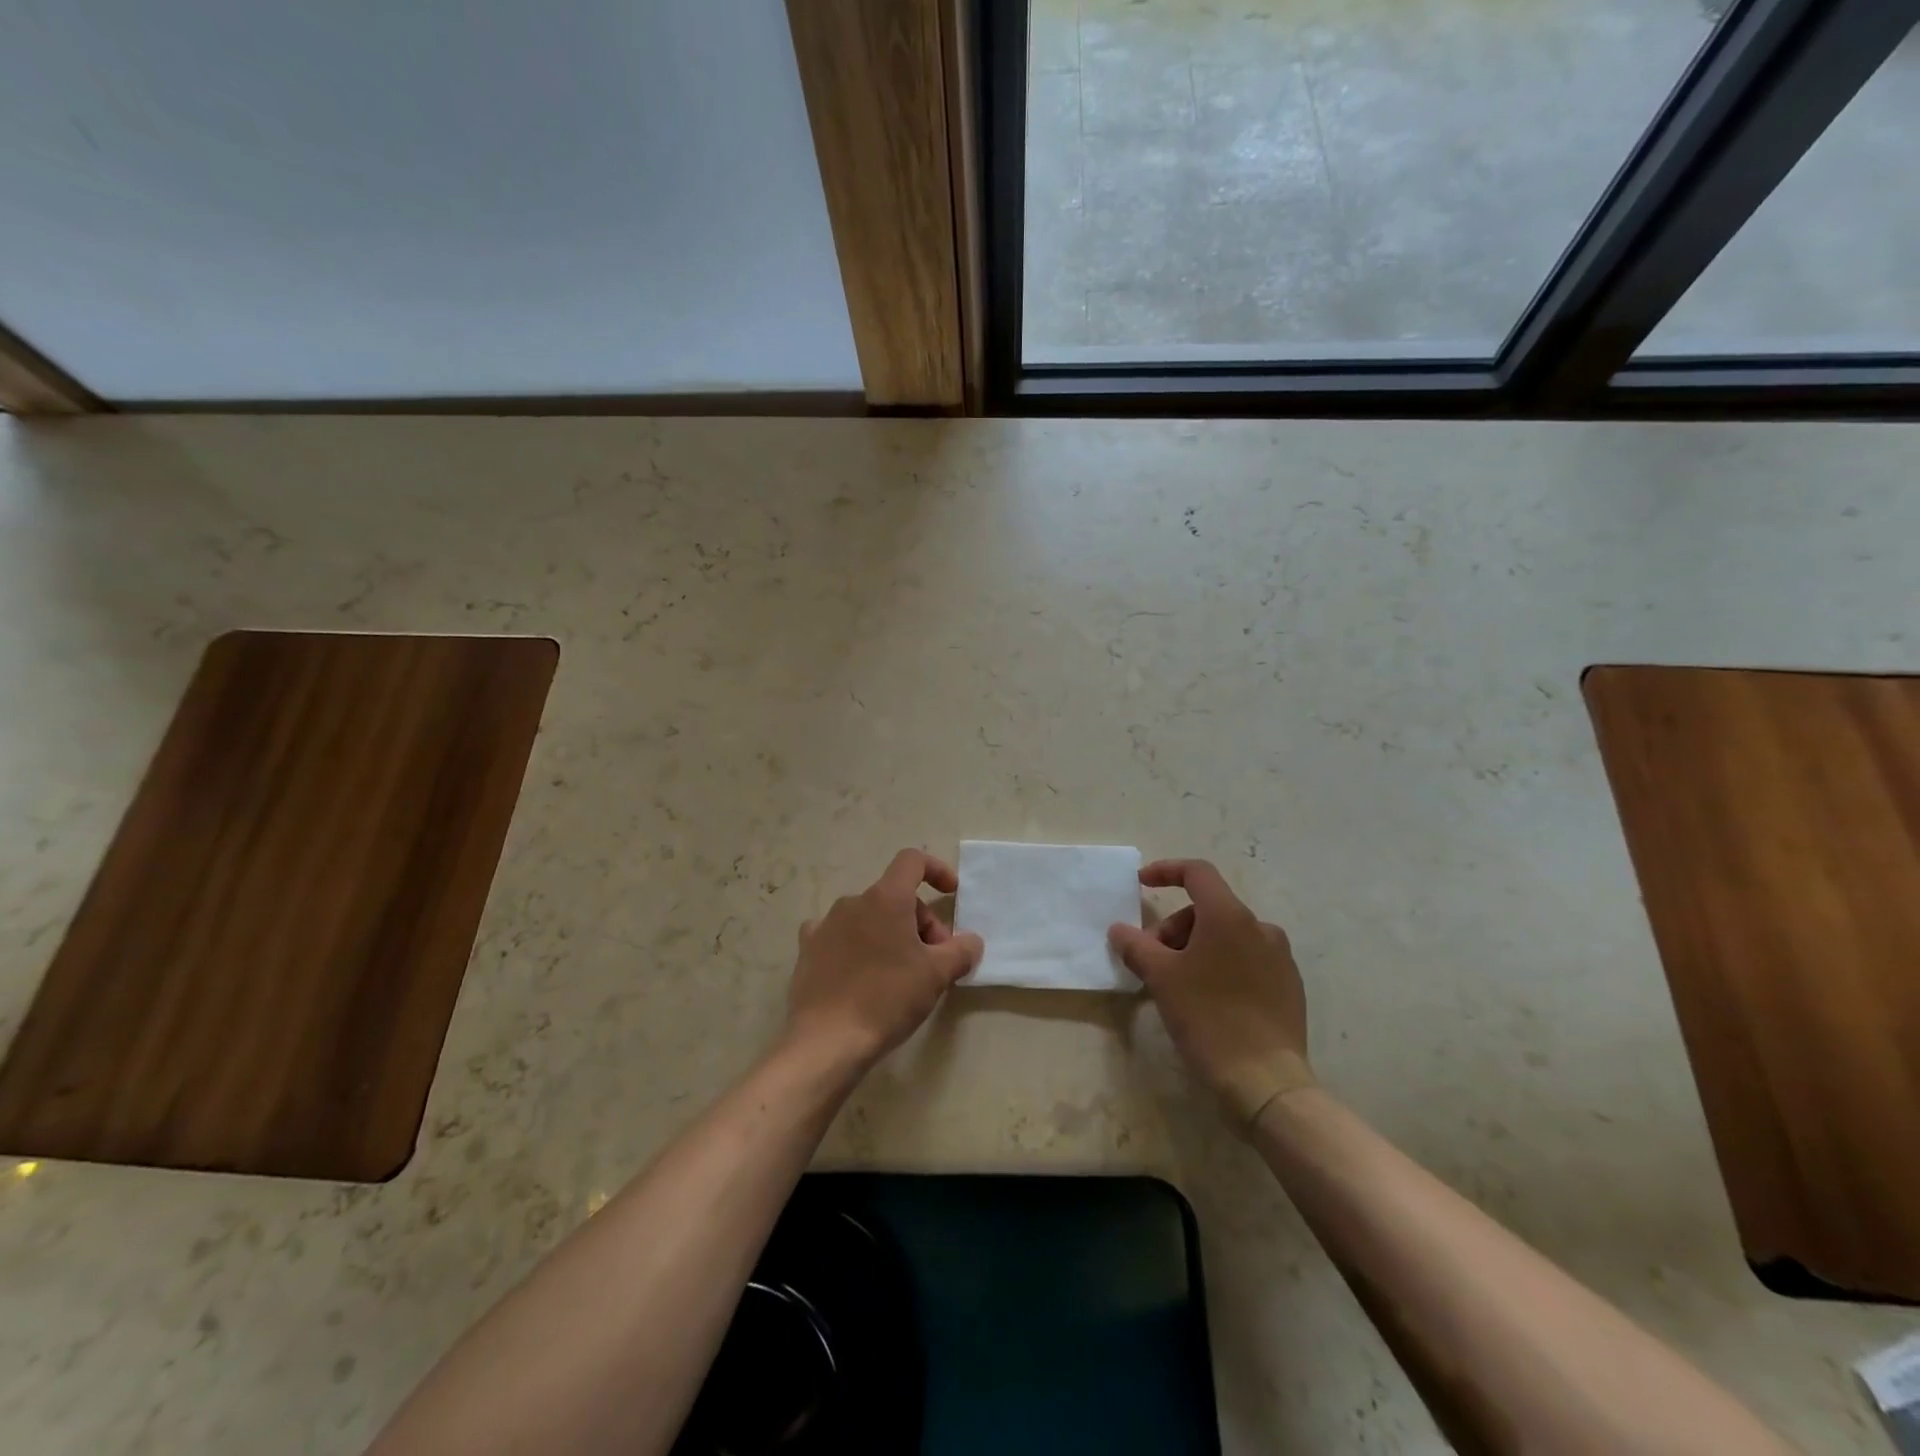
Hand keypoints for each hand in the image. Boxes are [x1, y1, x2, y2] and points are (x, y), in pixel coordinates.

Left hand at [785, 850, 984, 1071]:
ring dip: (890, 933)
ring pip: (869, 916)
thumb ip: (961, 951)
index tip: (951, 893)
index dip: (936, 870)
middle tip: (933, 961)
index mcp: (886, 898)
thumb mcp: (936, 976)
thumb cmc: (887, 999)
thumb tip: (971, 942)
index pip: (912, 861)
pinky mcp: (808, 949)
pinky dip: (857, 944)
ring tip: (900, 972)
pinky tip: (861, 971)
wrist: (827, 1040)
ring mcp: (826, 924)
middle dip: (920, 921)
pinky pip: (839, 934)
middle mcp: (853, 902)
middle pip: (895, 896)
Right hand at [1109, 858, 1312, 1125]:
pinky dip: (1222, 965)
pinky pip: (1248, 959)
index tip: (1142, 883)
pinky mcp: (1289, 985)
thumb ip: (1136, 946)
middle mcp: (1260, 927)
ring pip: (1228, 935)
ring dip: (1197, 947)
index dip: (1166, 871)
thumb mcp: (1161, 978)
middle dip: (1176, 927)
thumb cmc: (1207, 1018)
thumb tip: (1119, 930)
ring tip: (1180, 985)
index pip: (1197, 872)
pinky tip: (1210, 1000)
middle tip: (1155, 960)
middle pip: (1209, 909)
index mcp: (1229, 916)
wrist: (1265, 1081)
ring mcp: (1280, 957)